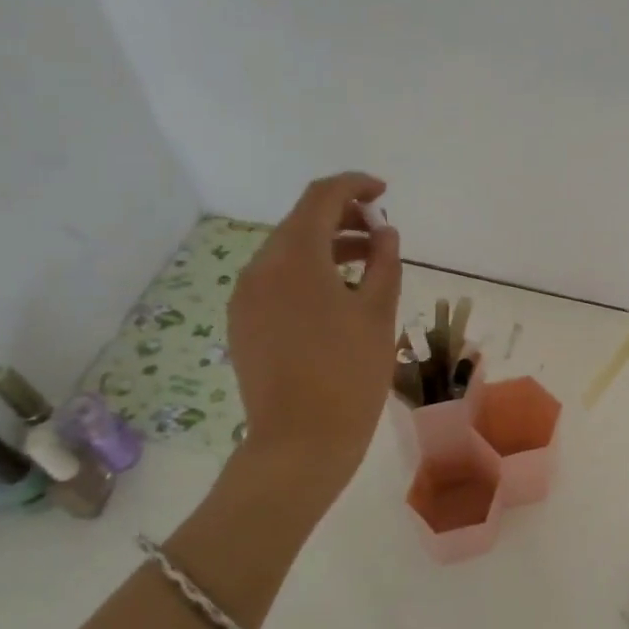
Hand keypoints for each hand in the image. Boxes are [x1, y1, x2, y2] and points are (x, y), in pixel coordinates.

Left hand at [228, 172, 401, 484]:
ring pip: (287, 252)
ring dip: (327, 247)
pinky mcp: (243, 323)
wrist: (300, 443)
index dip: (354, 186)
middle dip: (342, 217)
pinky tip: (336, 297)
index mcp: (294, 258)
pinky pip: (276, 280)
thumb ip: (385, 262)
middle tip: (381, 232)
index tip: (384, 192)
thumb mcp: (378, 313)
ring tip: (367, 264)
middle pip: (301, 222)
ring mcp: (246, 297)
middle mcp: (260, 268)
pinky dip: (308, 273)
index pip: (321, 198)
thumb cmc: (349, 375)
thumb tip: (384, 232)